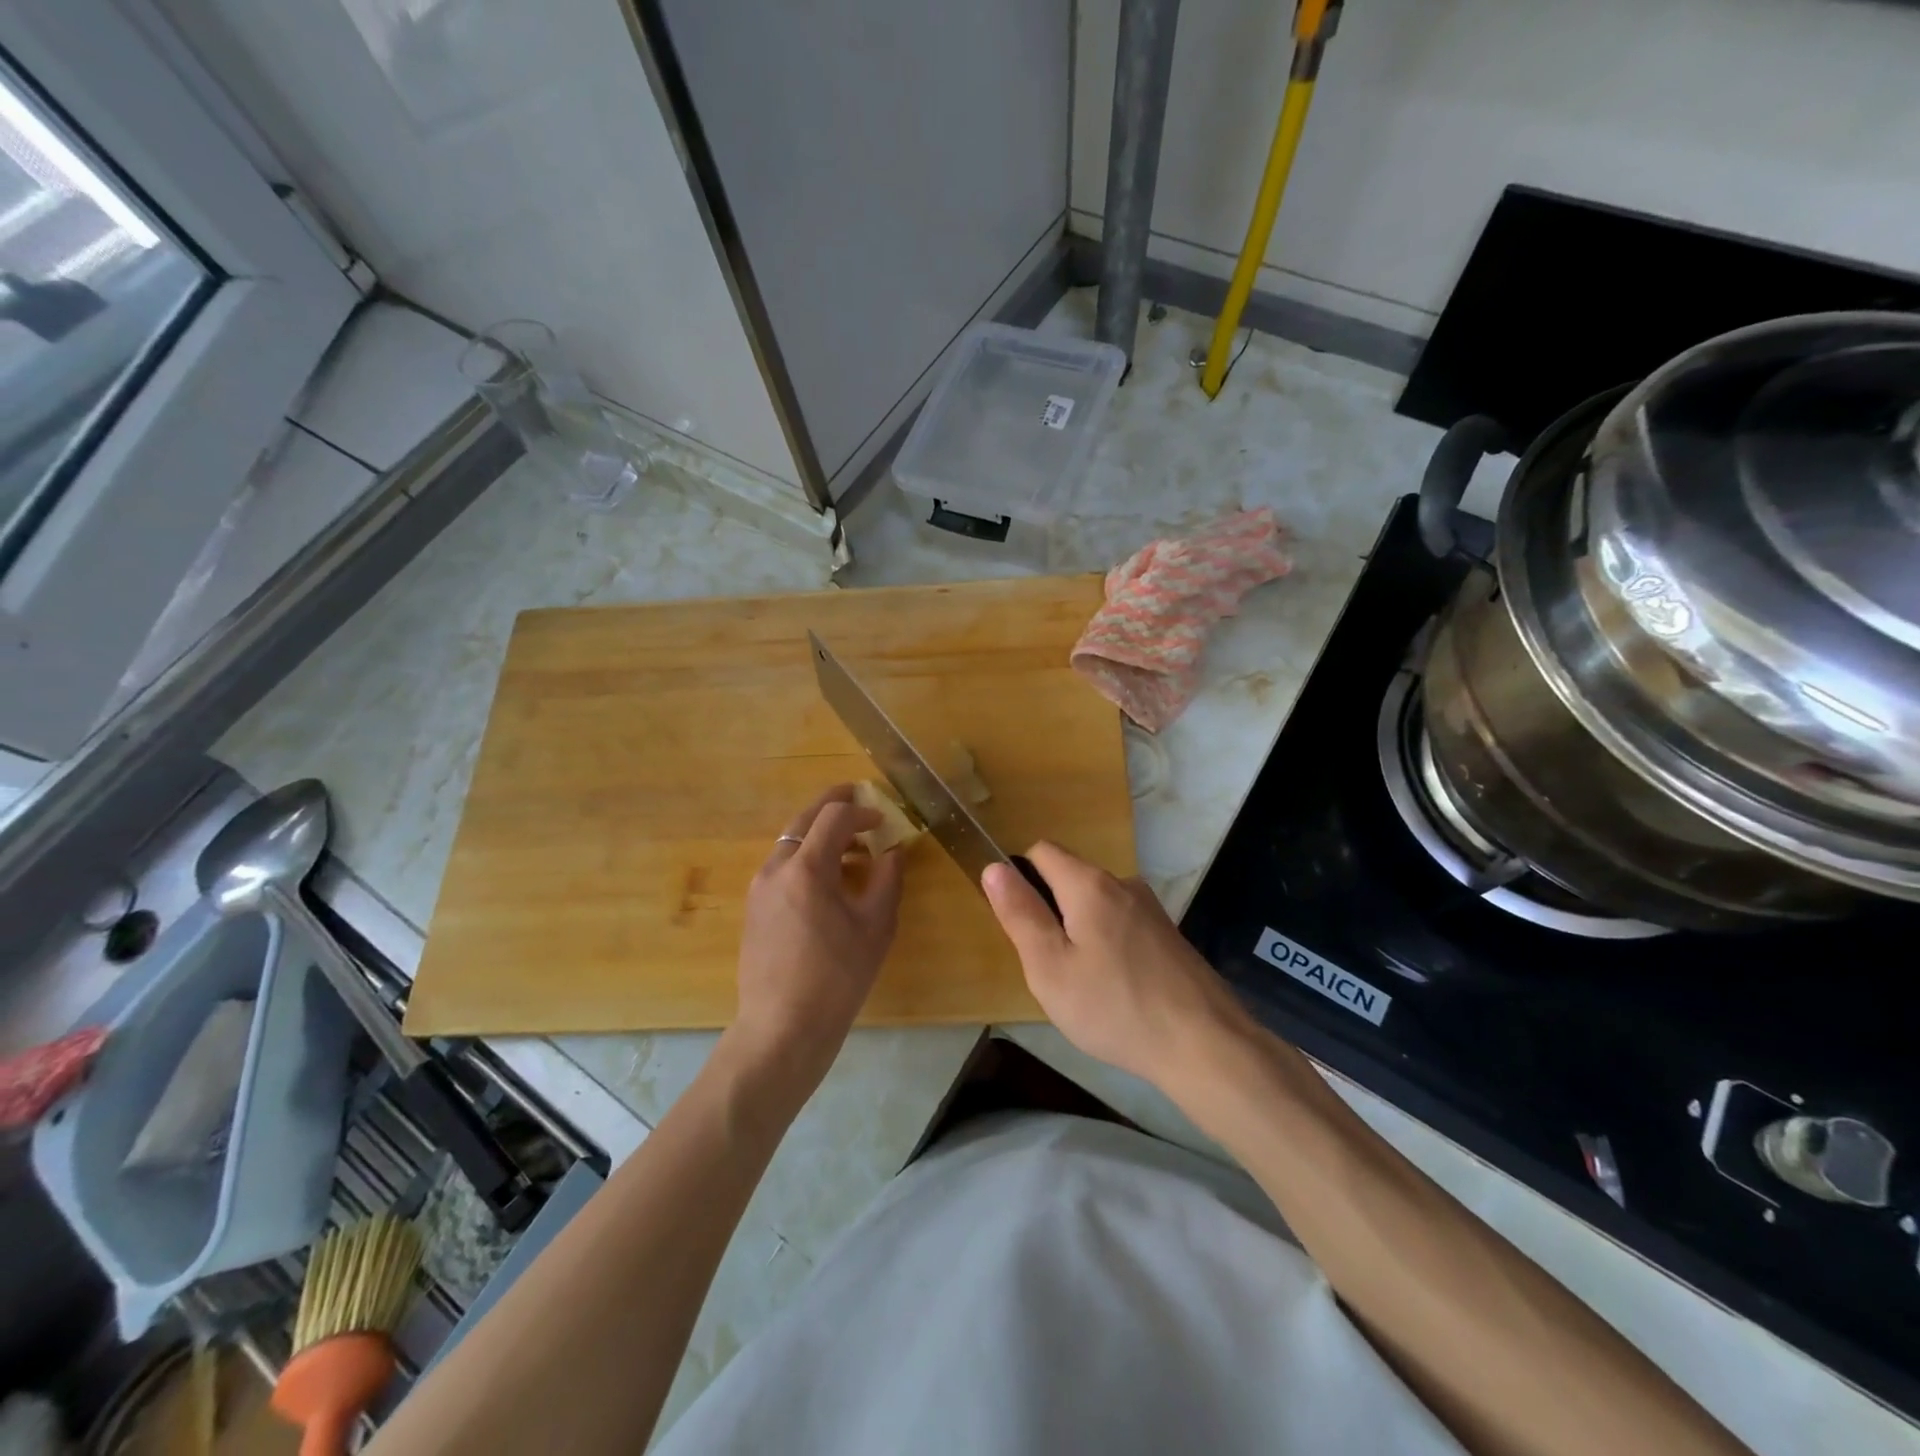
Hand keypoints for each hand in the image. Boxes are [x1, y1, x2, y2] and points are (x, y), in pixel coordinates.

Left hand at [730, 785, 903, 1086]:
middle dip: (834, 806)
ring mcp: (760, 888)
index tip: (884, 821)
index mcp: (806, 868)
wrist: (782, 1027)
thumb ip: (888, 879)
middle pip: (804, 819)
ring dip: (820, 834)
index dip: (862, 810)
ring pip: (791, 841)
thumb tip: (894, 849)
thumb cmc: (837, 978)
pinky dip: (807, 858)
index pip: (834, 816)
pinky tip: (829, 882)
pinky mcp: (755, 907)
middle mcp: (776, 868)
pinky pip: (782, 866)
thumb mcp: (876, 927)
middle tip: (859, 801)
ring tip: (853, 850)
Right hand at [982, 843, 1250, 1089]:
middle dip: (1050, 911)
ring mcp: (1151, 908)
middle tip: (1050, 965)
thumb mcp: (1050, 967)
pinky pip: (1122, 923)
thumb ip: (1020, 914)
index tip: (1021, 923)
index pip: (1041, 851)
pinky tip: (1116, 989)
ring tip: (1083, 984)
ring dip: (1080, 930)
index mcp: (1089, 884)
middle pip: (1070, 877)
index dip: (1021, 878)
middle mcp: (1122, 883)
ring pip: (1097, 903)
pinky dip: (1108, 944)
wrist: (1205, 1044)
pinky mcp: (1168, 934)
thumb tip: (994, 867)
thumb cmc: (1114, 1007)